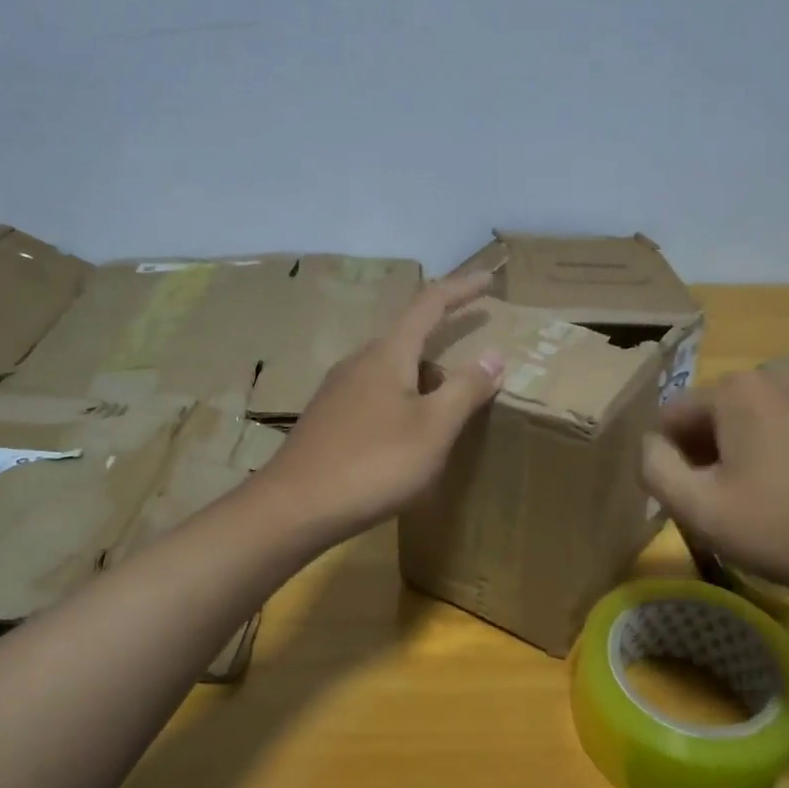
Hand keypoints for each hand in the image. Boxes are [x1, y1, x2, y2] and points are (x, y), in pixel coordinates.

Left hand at [255, 273, 504, 539]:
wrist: (294, 507)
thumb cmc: (374, 462)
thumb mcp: (433, 428)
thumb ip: (465, 389)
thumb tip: (493, 354)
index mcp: (388, 353)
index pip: (429, 304)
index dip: (461, 290)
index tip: (489, 280)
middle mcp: (359, 362)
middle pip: (409, 339)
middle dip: (444, 342)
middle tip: (476, 364)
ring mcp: (338, 391)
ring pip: (391, 370)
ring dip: (424, 378)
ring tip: (449, 406)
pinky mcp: (328, 419)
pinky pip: (376, 395)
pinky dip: (403, 401)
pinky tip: (409, 435)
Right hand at [642, 368, 788, 604]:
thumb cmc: (780, 528)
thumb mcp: (697, 507)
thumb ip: (655, 467)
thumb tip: (650, 444)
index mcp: (736, 389)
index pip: (671, 416)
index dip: (668, 459)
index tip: (689, 498)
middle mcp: (773, 377)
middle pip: (708, 416)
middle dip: (701, 455)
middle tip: (717, 504)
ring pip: (743, 423)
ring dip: (733, 456)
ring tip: (750, 503)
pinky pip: (778, 429)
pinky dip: (767, 455)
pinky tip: (784, 495)